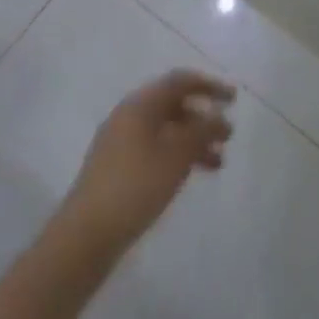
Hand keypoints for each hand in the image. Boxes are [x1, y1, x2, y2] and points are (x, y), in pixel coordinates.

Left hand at [60, 70, 235, 254]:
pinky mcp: (118, 168)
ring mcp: (121, 143)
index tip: (233, 99)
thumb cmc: (135, 186)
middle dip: (203, 117)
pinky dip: (177, 156)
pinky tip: (192, 175)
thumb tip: (219, 114)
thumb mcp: (176, 156)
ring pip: (166, 131)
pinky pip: (155, 149)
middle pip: (174, 105)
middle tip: (228, 134)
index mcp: (140, 104)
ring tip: (218, 162)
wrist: (85, 237)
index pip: (180, 81)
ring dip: (193, 140)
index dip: (209, 86)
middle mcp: (129, 116)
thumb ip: (202, 130)